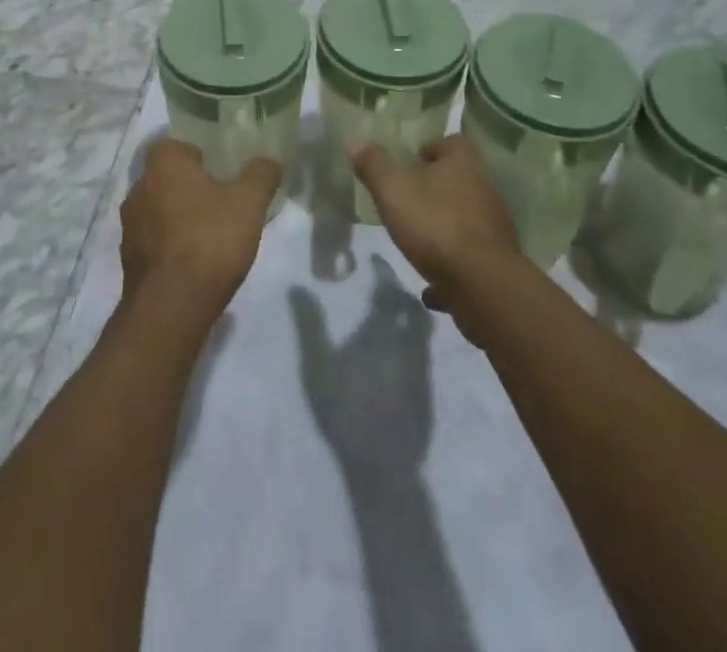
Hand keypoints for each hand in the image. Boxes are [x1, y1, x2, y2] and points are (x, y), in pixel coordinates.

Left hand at [120, 139, 280, 324]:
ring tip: (211, 234)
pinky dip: (171, 244)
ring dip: (180, 216)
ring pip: (159, 208)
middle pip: (167, 177)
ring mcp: (130, 225)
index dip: (199, 154)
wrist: (171, 306)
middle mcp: (139, 187)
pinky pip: (154, 239)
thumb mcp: (249, 203)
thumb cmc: (209, 239)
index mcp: (163, 164)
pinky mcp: (129, 258)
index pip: (176, 144)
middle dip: (191, 186)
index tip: (222, 169)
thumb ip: (261, 175)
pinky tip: (195, 261)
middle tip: (222, 200)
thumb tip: (269, 160)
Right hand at [290, 256, 432, 468]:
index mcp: (382, 330)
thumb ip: (310, 325)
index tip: (376, 260)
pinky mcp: (428, 392)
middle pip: (412, 306)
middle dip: (401, 292)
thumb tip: (298, 285)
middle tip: (385, 287)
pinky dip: (415, 342)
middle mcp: (408, 342)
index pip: (387, 289)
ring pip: (422, 330)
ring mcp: (422, 368)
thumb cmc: (346, 409)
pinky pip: (424, 353)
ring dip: (411, 316)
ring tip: (394, 315)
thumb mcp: (318, 366)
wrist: (384, 466)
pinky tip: (401, 351)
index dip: (383, 272)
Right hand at [349, 137, 518, 328]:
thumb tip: (356, 143)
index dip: (432, 150)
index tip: (412, 164)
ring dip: (446, 226)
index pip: (453, 143)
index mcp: (464, 164)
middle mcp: (486, 189)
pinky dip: (454, 264)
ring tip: (419, 242)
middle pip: (461, 180)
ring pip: (467, 218)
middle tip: (410, 201)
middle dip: (437, 189)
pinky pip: (472, 256)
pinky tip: (433, 283)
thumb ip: (374, 165)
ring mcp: (496, 226)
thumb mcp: (392, 190)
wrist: (481, 283)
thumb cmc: (434, 223)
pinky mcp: (499, 261)